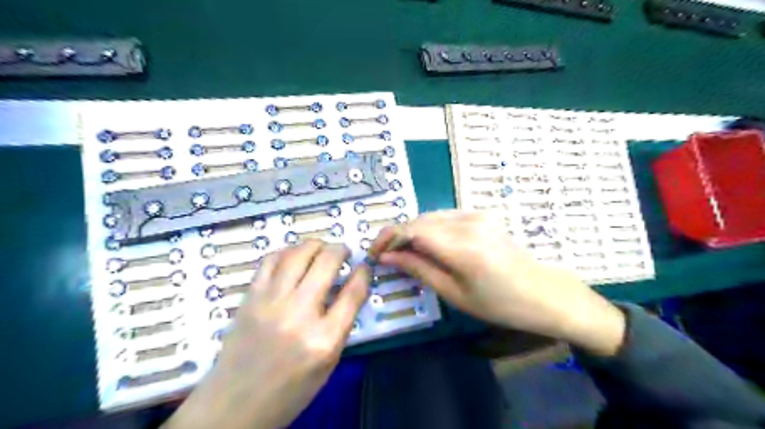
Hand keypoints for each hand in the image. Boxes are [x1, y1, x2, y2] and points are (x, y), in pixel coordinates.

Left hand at [166, 241, 369, 428]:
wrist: (235, 405)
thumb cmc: (290, 390)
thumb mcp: (328, 363)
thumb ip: (342, 323)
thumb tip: (350, 286)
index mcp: (324, 339)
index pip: (353, 292)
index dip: (363, 273)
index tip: (365, 266)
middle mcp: (299, 314)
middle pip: (327, 262)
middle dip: (341, 250)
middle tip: (344, 252)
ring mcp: (271, 302)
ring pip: (298, 253)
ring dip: (316, 244)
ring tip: (321, 249)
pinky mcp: (250, 298)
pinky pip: (271, 260)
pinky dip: (287, 251)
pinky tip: (294, 256)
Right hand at [370, 210, 627, 355]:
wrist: (545, 293)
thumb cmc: (500, 304)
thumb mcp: (454, 293)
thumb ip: (419, 269)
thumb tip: (387, 257)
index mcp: (462, 246)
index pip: (412, 229)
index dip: (388, 238)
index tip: (374, 253)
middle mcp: (468, 222)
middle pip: (419, 219)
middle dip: (398, 235)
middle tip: (386, 256)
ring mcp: (477, 215)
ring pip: (431, 216)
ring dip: (413, 232)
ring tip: (404, 253)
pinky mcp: (482, 215)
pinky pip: (445, 217)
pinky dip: (429, 229)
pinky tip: (427, 246)